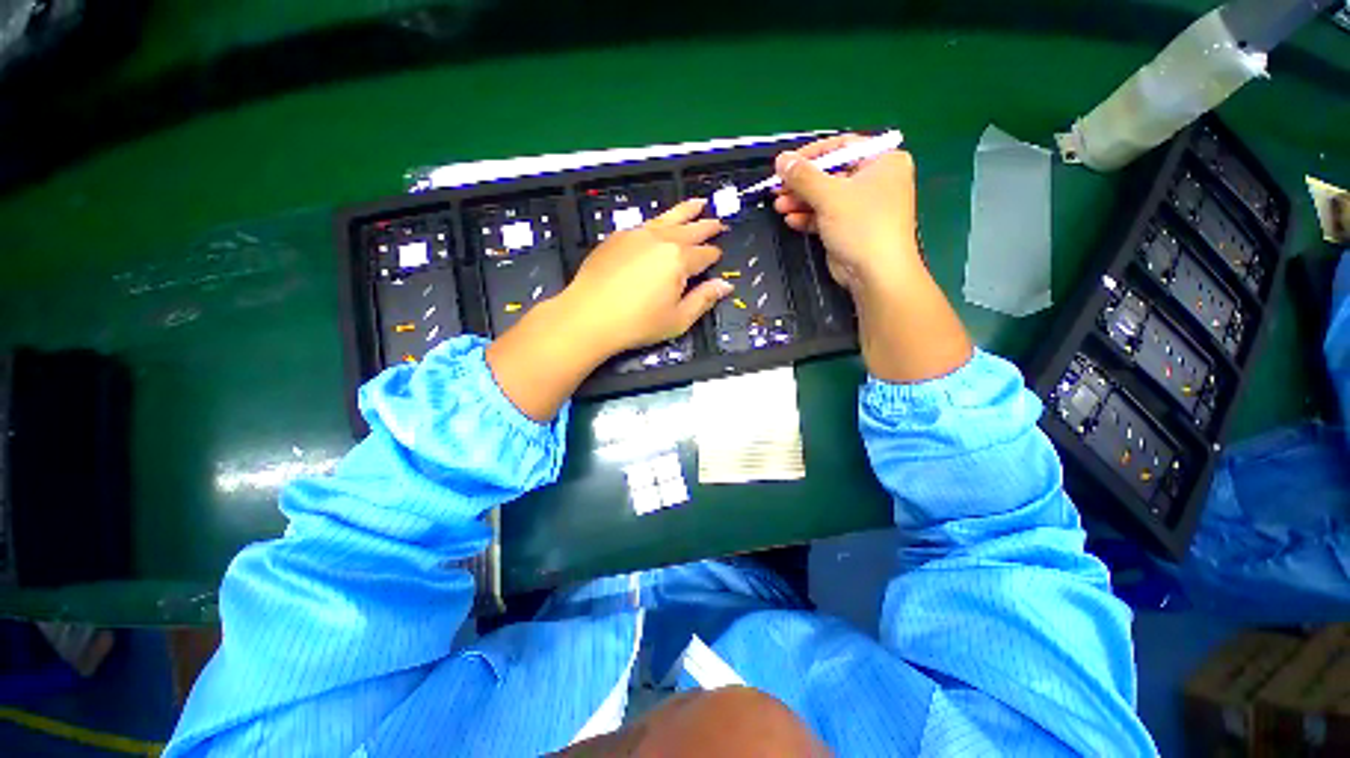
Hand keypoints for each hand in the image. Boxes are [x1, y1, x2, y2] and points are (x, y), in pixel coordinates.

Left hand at [560, 198, 732, 355]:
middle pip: (690, 229)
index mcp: (679, 259)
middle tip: (718, 222)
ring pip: (667, 218)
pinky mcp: (617, 237)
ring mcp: (636, 235)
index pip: (704, 254)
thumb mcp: (678, 319)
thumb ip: (704, 299)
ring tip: (698, 203)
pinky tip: (660, 224)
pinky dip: (659, 221)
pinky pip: (645, 224)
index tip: (719, 255)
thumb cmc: (638, 324)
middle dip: (706, 226)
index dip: (714, 255)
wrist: (588, 316)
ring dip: (685, 211)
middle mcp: (660, 240)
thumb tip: (726, 285)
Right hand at [772, 135, 972, 383]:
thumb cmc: (864, 232)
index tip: (784, 165)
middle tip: (777, 189)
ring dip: (803, 202)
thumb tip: (781, 161)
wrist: (879, 282)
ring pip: (827, 198)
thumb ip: (805, 177)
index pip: (842, 147)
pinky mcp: (853, 233)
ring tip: (780, 206)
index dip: (811, 156)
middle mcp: (878, 183)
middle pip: (832, 174)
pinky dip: (809, 218)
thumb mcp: (832, 198)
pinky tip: (792, 219)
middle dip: (803, 183)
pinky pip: (827, 218)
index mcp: (885, 163)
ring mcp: (866, 210)